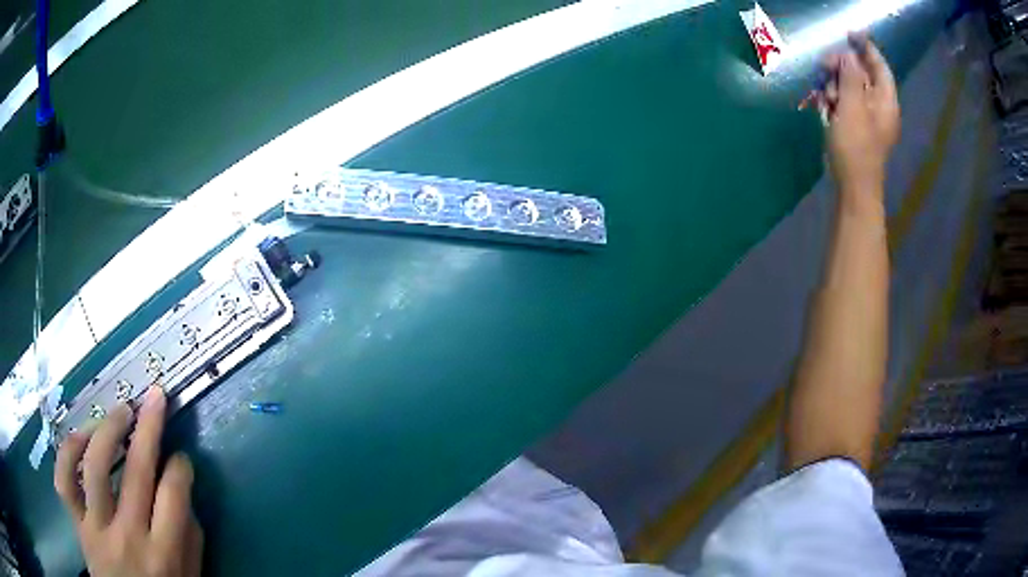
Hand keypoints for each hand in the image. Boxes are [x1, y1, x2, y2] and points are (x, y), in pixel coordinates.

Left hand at [54, 386, 202, 576]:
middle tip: (155, 396)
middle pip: (137, 471)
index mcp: (164, 556)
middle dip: (149, 426)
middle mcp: (129, 537)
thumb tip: (183, 495)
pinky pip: (64, 480)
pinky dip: (68, 452)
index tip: (180, 459)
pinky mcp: (77, 524)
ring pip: (95, 466)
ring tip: (120, 411)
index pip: (175, 496)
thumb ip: (190, 542)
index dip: (180, 468)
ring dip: (108, 430)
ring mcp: (97, 528)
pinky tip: (80, 436)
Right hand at [822, 33, 899, 197]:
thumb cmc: (856, 148)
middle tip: (824, 68)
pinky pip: (845, 103)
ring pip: (850, 87)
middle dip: (841, 68)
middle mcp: (880, 106)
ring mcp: (868, 118)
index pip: (879, 66)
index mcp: (886, 101)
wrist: (854, 189)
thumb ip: (850, 76)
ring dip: (834, 85)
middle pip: (861, 73)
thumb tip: (848, 55)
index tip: (849, 34)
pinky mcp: (857, 127)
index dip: (866, 48)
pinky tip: (825, 107)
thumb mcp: (852, 107)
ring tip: (824, 97)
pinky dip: (834, 100)